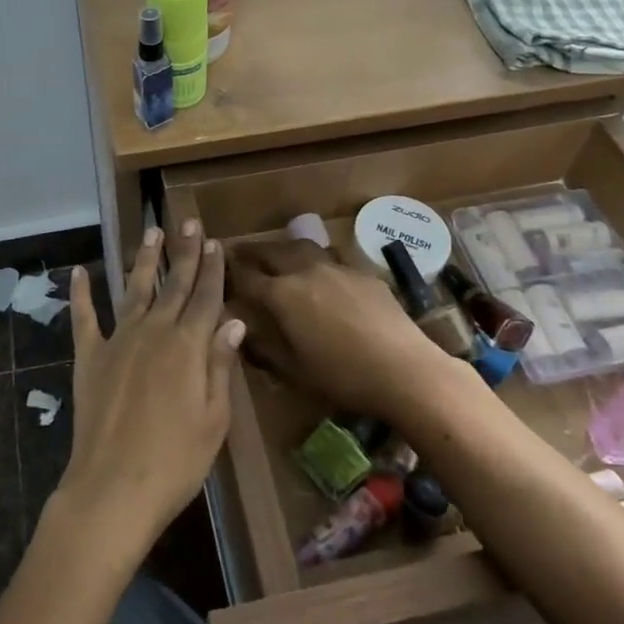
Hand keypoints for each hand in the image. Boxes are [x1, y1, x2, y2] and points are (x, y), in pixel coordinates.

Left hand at [51, 223, 244, 561]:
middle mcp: (154, 331)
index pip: (205, 297)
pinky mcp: (89, 355)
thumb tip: (233, 321)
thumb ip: (220, 365)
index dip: (212, 269)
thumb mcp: (214, 419)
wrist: (113, 488)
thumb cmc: (175, 461)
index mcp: (187, 345)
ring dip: (143, 259)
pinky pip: (84, 317)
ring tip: (150, 232)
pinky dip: (81, 293)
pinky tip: (79, 271)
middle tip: (188, 222)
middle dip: (184, 251)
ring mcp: (118, 340)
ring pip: (134, 288)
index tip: (214, 242)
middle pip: (173, 283)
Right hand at [226, 238, 448, 420]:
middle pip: (271, 251)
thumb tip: (242, 335)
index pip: (247, 277)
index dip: (230, 272)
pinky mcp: (363, 272)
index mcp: (283, 295)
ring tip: (279, 255)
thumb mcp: (295, 372)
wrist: (405, 369)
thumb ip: (265, 350)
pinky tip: (323, 274)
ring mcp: (336, 267)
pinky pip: (332, 258)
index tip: (218, 268)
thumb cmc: (343, 376)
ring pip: (302, 247)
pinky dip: (317, 261)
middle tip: (239, 252)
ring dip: (284, 249)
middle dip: (252, 251)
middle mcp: (305, 271)